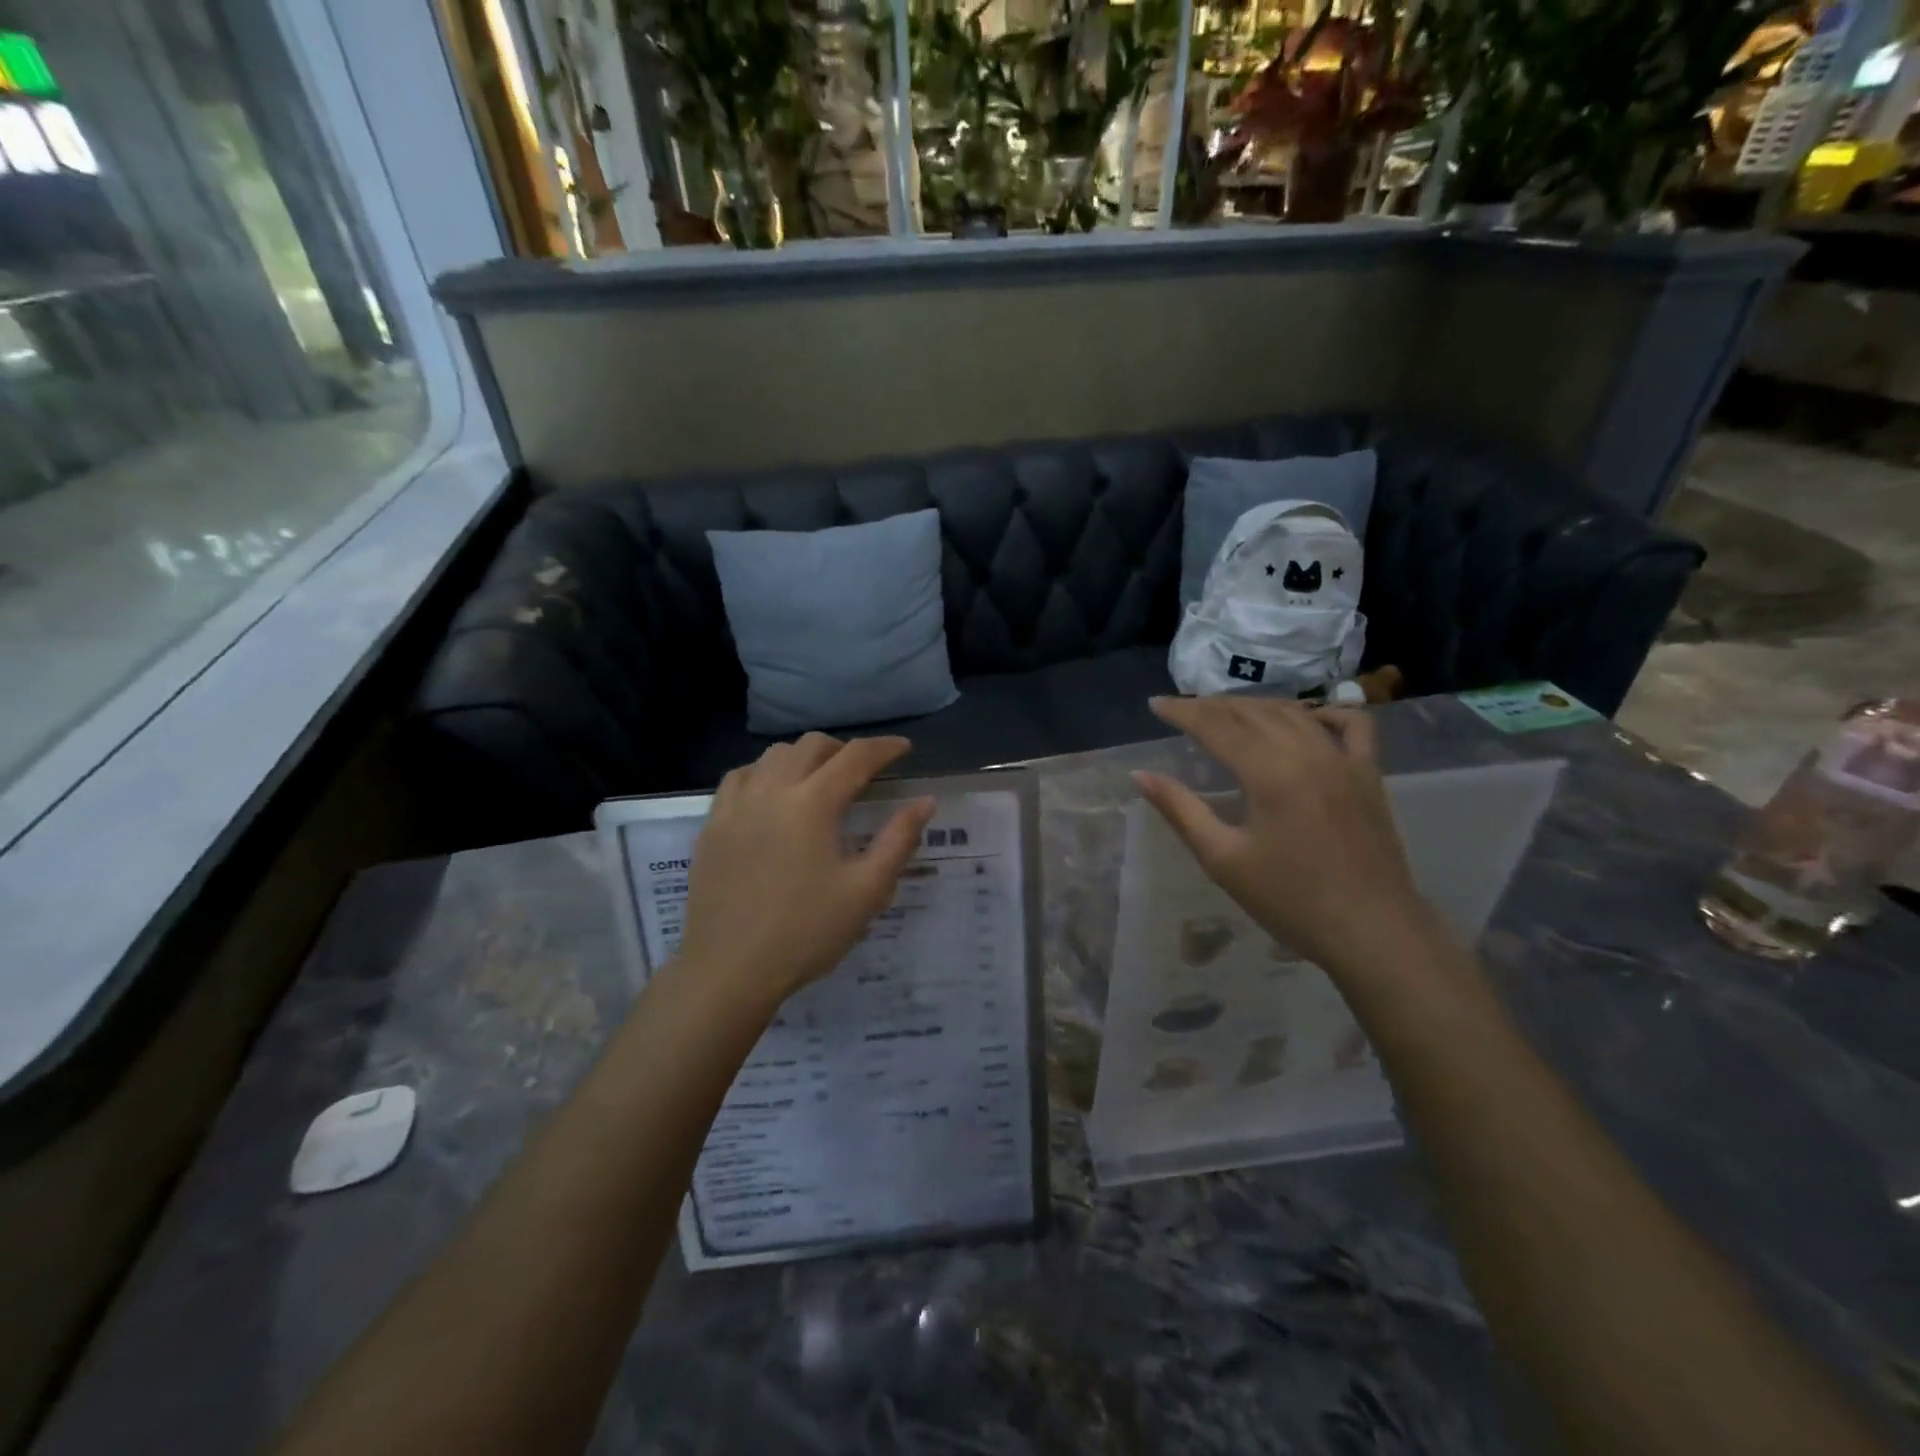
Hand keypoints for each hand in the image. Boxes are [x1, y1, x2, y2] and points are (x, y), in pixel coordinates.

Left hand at [675, 734, 933, 1006]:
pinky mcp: (712, 825)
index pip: (855, 757)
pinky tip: (772, 795)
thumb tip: (925, 802)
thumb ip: (899, 840)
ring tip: (819, 779)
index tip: (904, 749)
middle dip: (844, 749)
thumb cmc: (806, 932)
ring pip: (773, 755)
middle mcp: (772, 790)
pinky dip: (765, 772)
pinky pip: (741, 777)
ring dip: (803, 757)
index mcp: (812, 803)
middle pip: (811, 746)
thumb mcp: (866, 891)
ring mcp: (736, 806)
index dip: (884, 747)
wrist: (729, 970)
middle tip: (864, 770)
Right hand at [1134, 697, 1430, 974]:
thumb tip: (1140, 776)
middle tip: (1183, 708)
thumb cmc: (1290, 900)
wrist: (1372, 932)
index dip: (1183, 712)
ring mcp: (1345, 760)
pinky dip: (1326, 712)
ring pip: (1294, 712)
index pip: (1216, 726)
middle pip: (1252, 712)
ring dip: (1255, 706)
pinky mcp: (1369, 774)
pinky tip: (1307, 718)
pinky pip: (1353, 725)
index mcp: (1269, 773)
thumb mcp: (1223, 859)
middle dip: (1212, 705)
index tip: (1155, 705)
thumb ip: (1180, 810)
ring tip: (1227, 711)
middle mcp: (1308, 753)